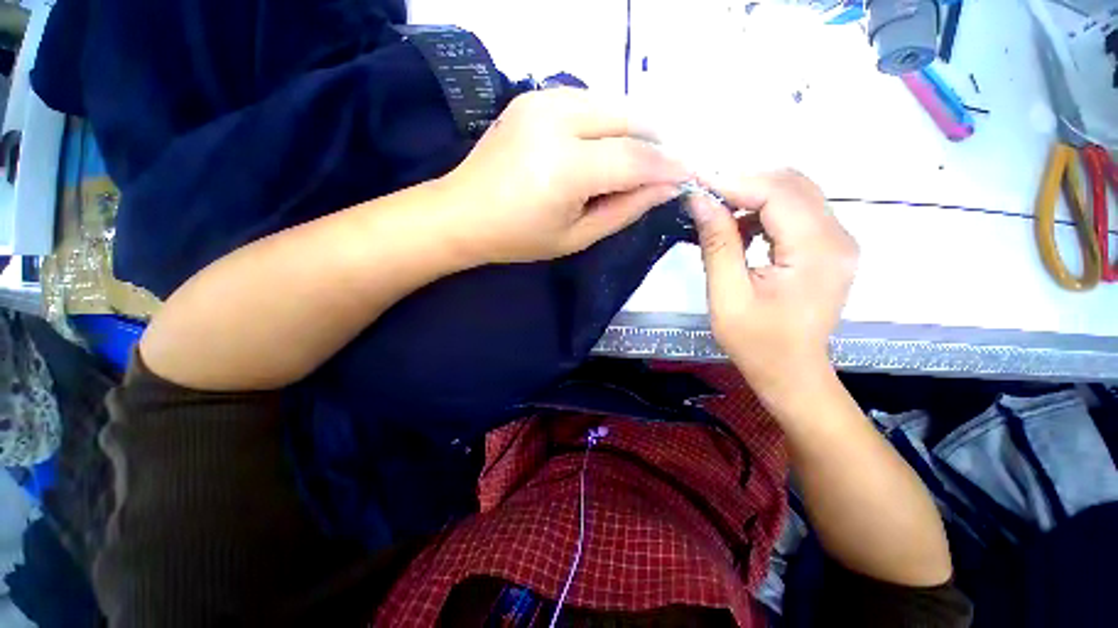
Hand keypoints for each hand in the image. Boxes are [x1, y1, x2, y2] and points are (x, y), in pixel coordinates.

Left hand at [437, 89, 689, 263]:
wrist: (462, 214)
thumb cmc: (518, 237)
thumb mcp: (577, 236)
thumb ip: (625, 209)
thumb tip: (667, 187)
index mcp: (566, 167)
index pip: (636, 158)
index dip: (669, 167)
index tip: (689, 176)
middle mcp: (557, 120)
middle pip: (630, 118)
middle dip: (656, 143)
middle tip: (661, 171)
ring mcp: (542, 100)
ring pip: (613, 103)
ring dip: (633, 131)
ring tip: (632, 163)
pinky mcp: (533, 96)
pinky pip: (589, 102)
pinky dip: (607, 122)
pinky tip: (602, 148)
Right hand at [688, 170, 857, 404]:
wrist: (791, 371)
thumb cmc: (756, 342)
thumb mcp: (727, 296)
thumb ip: (717, 244)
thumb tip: (700, 200)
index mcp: (817, 251)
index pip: (778, 192)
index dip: (735, 181)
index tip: (697, 183)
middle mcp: (838, 237)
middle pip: (792, 184)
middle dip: (743, 182)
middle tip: (704, 195)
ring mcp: (838, 240)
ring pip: (795, 192)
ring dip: (753, 194)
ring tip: (717, 211)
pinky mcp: (828, 246)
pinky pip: (796, 211)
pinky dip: (764, 209)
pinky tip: (741, 227)